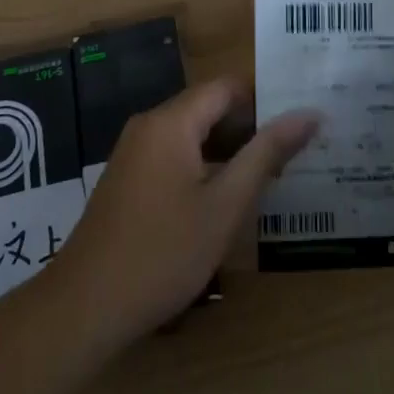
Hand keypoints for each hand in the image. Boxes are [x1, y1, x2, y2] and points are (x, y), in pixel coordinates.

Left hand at [49, 78, 318, 346]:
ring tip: (270, 176)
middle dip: (250, 127)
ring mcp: (134, 151)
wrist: (85, 306)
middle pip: (209, 107)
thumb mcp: (225, 205)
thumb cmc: (163, 253)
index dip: (265, 99)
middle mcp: (150, 124)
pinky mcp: (128, 177)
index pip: (227, 87)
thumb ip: (266, 154)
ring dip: (228, 149)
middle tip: (293, 153)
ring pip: (193, 133)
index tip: (299, 122)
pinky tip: (225, 198)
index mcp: (171, 121)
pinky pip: (174, 154)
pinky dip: (203, 165)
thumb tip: (308, 114)